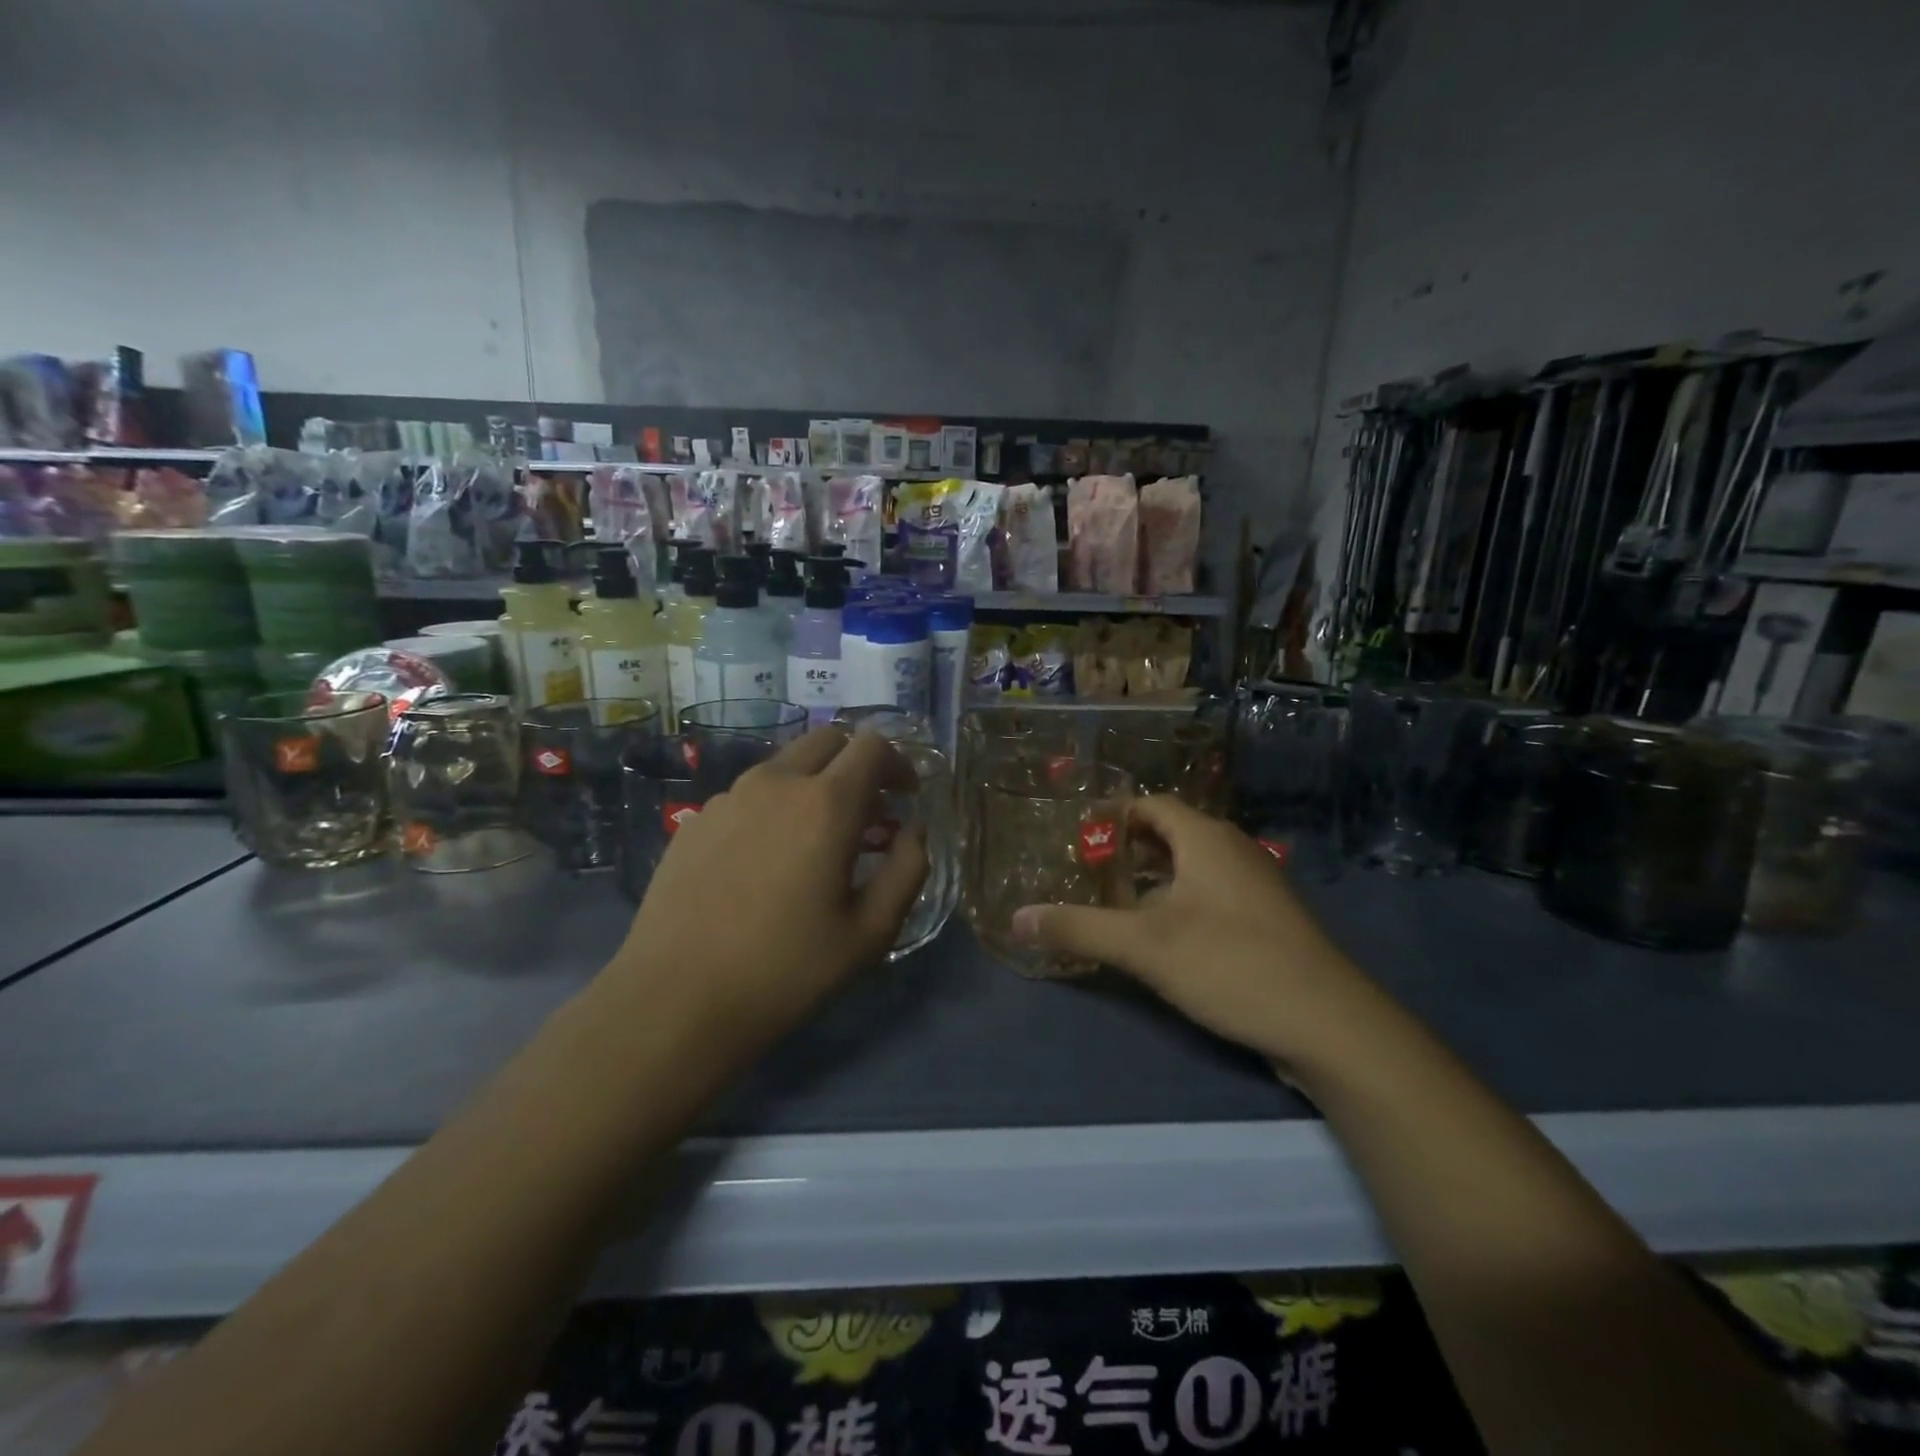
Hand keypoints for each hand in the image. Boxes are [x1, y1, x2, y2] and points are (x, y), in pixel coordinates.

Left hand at [608, 726, 927, 1058]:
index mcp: (826, 804)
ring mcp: (728, 798)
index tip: (905, 796)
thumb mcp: (871, 933)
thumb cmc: (786, 970)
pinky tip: (765, 860)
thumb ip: (908, 870)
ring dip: (813, 783)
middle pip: (827, 739)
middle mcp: (776, 784)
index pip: (872, 745)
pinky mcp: (695, 821)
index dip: (898, 762)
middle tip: (868, 809)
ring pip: (784, 765)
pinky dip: (773, 808)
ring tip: (815, 838)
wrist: (675, 1000)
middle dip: (857, 762)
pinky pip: (747, 795)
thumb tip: (914, 830)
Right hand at [1010, 796, 1376, 1071]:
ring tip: (1115, 903)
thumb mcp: (1144, 947)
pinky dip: (1179, 901)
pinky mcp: (1268, 921)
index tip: (1077, 835)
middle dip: (1128, 849)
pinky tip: (1163, 937)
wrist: (1330, 1024)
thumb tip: (1016, 919)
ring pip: (1193, 866)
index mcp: (1206, 838)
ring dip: (1154, 878)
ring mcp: (1256, 886)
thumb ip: (1078, 929)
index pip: (1151, 804)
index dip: (1112, 814)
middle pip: (1171, 833)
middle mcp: (1233, 850)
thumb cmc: (1231, 964)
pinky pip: (1212, 893)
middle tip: (1087, 871)